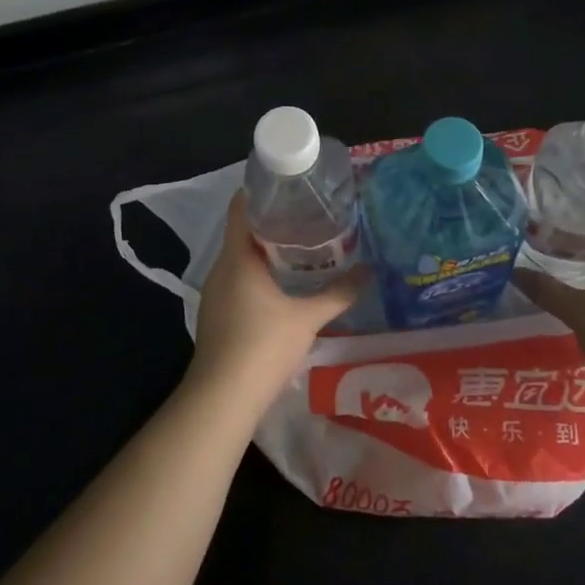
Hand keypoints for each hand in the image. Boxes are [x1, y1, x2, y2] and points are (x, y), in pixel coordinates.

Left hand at [190, 193, 366, 396]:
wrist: (222, 398)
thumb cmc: (263, 347)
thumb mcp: (307, 319)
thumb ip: (338, 294)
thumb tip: (369, 272)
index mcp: (238, 258)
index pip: (242, 208)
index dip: (262, 192)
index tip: (290, 186)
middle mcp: (221, 269)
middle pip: (243, 232)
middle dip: (273, 222)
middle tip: (309, 215)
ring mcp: (215, 293)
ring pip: (241, 258)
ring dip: (267, 250)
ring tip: (303, 245)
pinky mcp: (217, 314)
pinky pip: (238, 280)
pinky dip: (259, 273)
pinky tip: (284, 284)